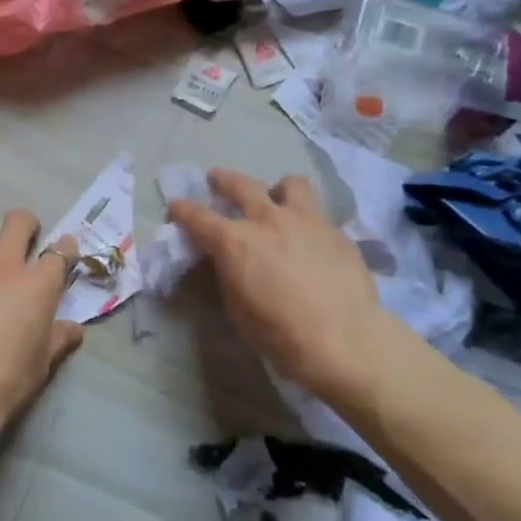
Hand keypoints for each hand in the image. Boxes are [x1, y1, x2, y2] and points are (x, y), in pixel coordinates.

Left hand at [0, 210, 83, 430]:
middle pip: (17, 223)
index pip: (59, 252)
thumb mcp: (43, 364)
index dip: (65, 249)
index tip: (64, 251)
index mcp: (36, 285)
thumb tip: (73, 328)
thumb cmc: (9, 380)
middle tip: (25, 240)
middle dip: (25, 225)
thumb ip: (59, 339)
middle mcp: (0, 268)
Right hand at [167, 170, 406, 397]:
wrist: (344, 340)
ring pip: (289, 184)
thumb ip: (227, 274)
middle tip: (216, 180)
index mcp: (234, 241)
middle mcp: (267, 219)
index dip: (181, 210)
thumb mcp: (236, 308)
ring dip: (276, 189)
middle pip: (239, 184)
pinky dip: (306, 219)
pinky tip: (309, 239)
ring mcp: (306, 220)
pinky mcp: (336, 231)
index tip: (175, 207)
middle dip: (222, 180)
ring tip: (277, 200)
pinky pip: (317, 213)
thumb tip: (225, 261)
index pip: (197, 216)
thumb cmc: (279, 333)